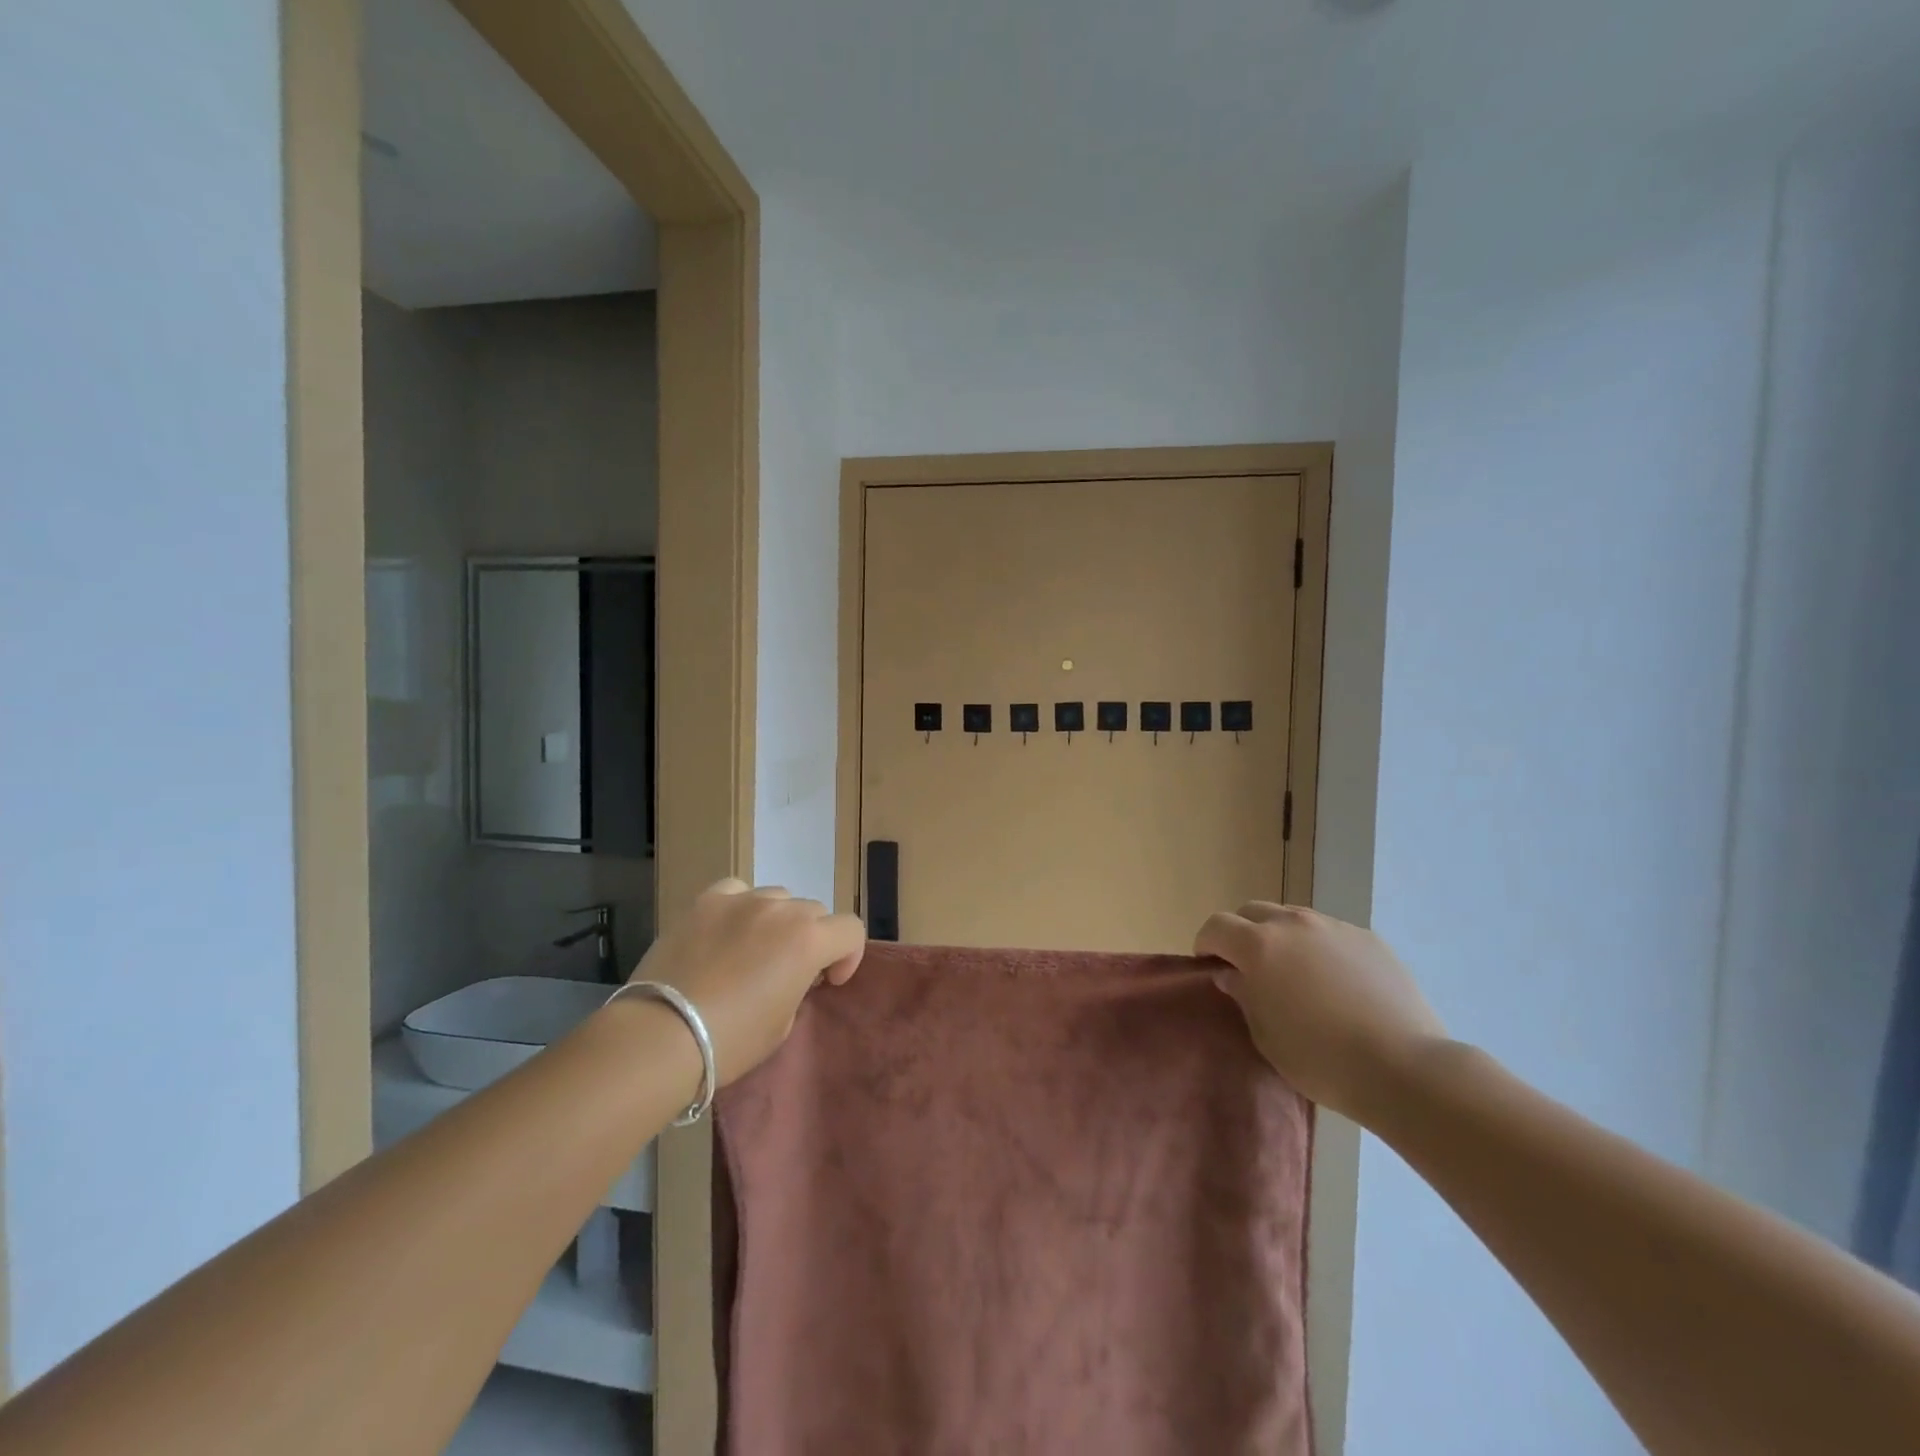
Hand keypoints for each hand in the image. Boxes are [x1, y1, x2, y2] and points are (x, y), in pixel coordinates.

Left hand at [627, 880, 865, 1084]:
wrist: (662, 1035)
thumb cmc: (731, 1041)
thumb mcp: (783, 1024)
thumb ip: (799, 986)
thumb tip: (792, 973)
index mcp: (809, 940)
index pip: (850, 929)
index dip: (847, 956)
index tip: (827, 981)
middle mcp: (781, 910)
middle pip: (813, 912)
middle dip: (811, 939)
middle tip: (788, 971)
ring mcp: (742, 900)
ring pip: (777, 898)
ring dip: (777, 920)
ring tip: (753, 949)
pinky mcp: (706, 901)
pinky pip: (737, 890)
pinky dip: (740, 906)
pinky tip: (726, 928)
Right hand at [1195, 901, 1446, 1118]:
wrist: (1403, 1068)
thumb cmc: (1320, 1059)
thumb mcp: (1265, 1035)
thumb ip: (1243, 995)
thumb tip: (1231, 974)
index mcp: (1258, 945)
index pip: (1216, 926)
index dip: (1207, 943)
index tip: (1210, 966)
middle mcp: (1293, 924)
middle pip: (1252, 911)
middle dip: (1242, 933)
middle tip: (1250, 968)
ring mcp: (1334, 927)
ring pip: (1293, 918)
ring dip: (1282, 937)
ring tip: (1296, 974)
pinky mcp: (1369, 939)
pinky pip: (1330, 933)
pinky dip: (1320, 948)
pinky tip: (1337, 983)